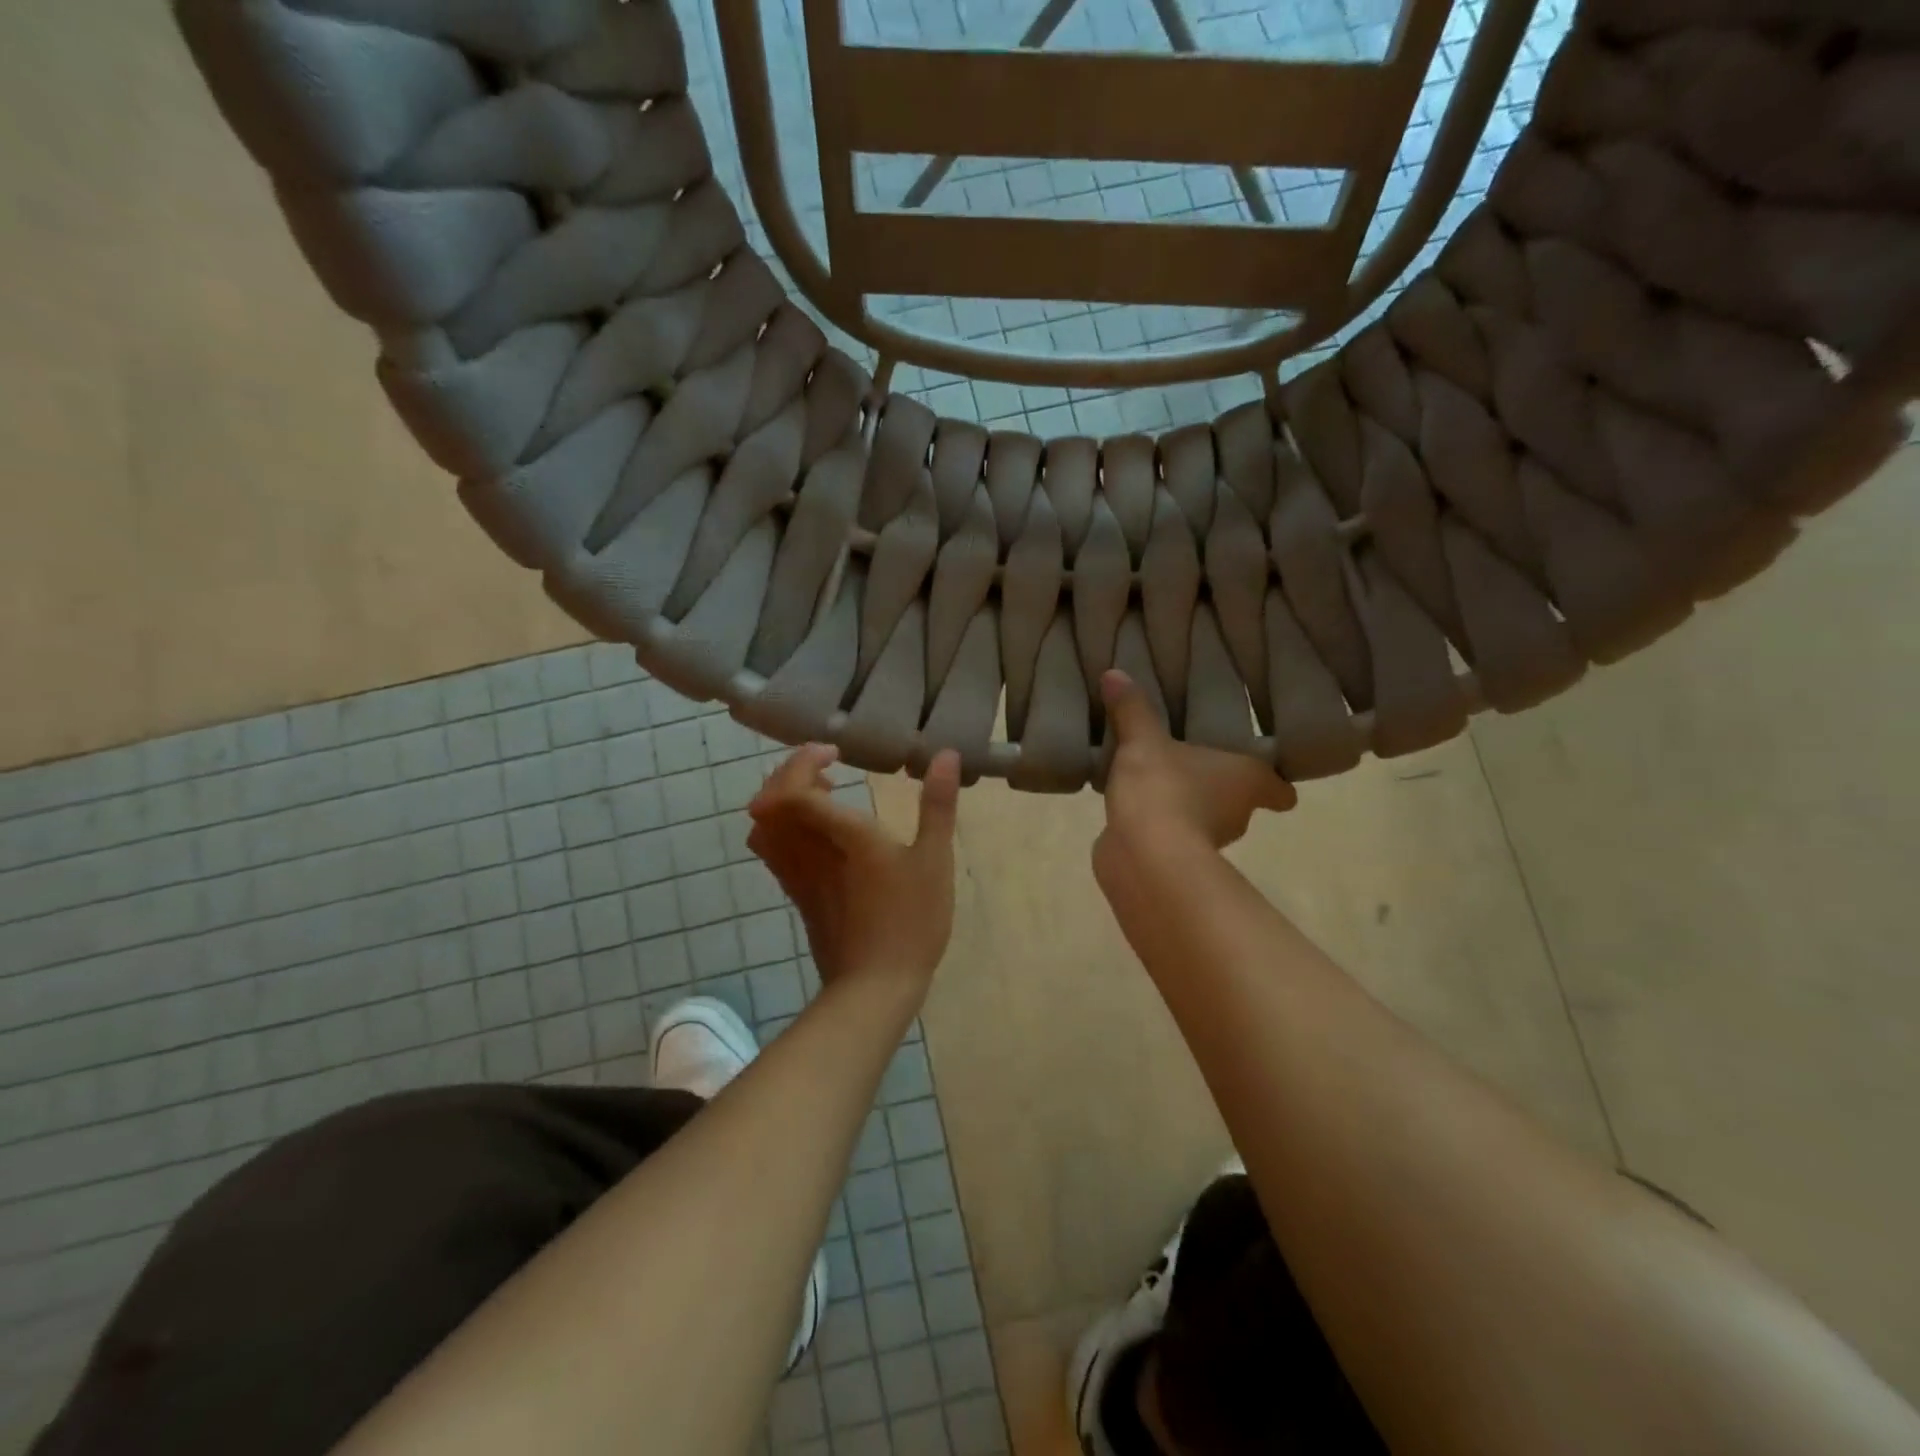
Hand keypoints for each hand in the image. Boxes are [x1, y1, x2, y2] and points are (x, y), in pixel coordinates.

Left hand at [747, 745, 961, 998]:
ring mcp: (797, 875)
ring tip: (820, 796)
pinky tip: (815, 833)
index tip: (835, 753)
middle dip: (790, 774)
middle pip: (771, 801)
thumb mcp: (934, 860)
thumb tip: (946, 755)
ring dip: (782, 801)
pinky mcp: (796, 895)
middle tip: (824, 767)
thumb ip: (938, 805)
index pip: (797, 788)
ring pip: (765, 826)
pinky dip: (781, 829)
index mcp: (842, 835)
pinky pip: (771, 851)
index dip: (805, 761)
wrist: (874, 986)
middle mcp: (809, 850)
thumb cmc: (911, 920)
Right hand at [1097, 670, 1294, 871]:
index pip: (1279, 789)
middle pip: (1239, 801)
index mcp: (1246, 780)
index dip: (1276, 784)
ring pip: (1204, 818)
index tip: (1267, 777)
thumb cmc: (1164, 788)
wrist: (1144, 854)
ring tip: (1158, 780)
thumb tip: (1114, 674)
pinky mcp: (1177, 860)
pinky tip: (1136, 808)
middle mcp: (1237, 814)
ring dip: (1187, 804)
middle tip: (1195, 763)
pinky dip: (1161, 824)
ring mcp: (1209, 842)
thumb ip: (1132, 709)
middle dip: (1219, 786)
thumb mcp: (1143, 740)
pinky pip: (1172, 834)